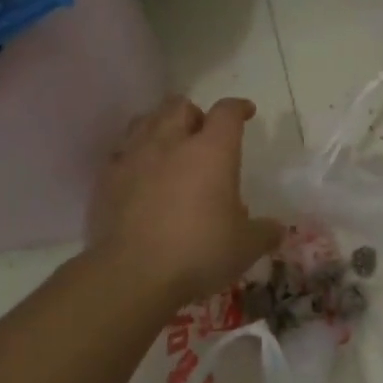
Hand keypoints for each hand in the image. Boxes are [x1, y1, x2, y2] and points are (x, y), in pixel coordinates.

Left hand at [86, 95, 284, 311]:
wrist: (131, 276)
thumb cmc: (199, 252)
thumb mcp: (246, 246)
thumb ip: (264, 231)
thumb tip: (276, 228)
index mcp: (212, 151)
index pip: (227, 112)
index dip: (238, 108)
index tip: (247, 112)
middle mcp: (171, 144)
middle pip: (179, 106)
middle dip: (194, 113)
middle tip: (203, 132)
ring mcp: (133, 159)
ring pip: (145, 121)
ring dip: (161, 126)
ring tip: (170, 146)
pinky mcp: (105, 181)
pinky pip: (121, 152)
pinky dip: (135, 155)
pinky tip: (142, 174)